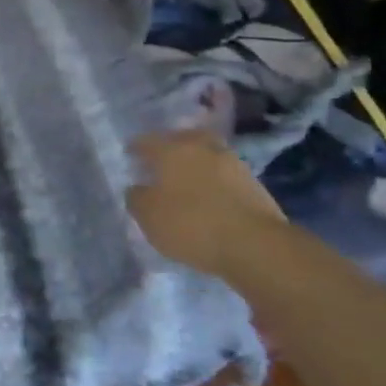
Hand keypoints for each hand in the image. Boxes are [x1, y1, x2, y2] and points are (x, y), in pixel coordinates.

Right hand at [127, 131, 285, 278]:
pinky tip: (210, 196)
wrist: (256, 245)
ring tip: (188, 182)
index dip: (136, 148)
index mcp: (171, 149)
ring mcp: (232, 163)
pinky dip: (215, 182)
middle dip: (171, 147)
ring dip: (197, 164)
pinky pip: (225, 176)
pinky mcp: (255, 185)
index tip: (130, 156)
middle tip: (162, 162)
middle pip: (183, 139)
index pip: (147, 141)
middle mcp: (202, 147)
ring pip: (207, 156)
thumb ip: (137, 198)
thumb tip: (138, 188)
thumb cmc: (191, 224)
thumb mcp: (148, 216)